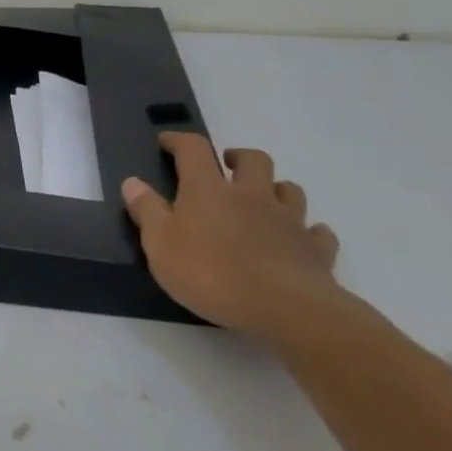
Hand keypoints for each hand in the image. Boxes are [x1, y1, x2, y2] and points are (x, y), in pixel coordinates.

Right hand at [122, 132, 343, 342]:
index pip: (193, 150)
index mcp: (209, 190)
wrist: (286, 309)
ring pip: (290, 190)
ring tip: (264, 200)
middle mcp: (251, 195)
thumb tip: (133, 182)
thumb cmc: (211, 273)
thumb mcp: (160, 245)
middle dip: (239, 157)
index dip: (179, 140)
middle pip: (253, 159)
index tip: (167, 141)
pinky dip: (309, 232)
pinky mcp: (316, 250)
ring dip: (277, 189)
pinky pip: (318, 233)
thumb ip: (146, 211)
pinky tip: (301, 240)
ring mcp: (289, 221)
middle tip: (227, 166)